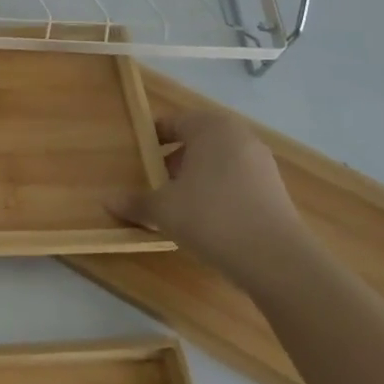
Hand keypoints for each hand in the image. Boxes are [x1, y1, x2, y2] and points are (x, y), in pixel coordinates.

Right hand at [107, 110, 311, 291]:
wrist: (277, 260)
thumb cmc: (211, 216)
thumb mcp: (163, 209)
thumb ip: (134, 202)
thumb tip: (106, 201)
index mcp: (210, 127)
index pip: (173, 122)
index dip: (151, 139)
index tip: (136, 157)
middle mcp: (239, 136)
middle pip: (197, 141)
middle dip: (174, 159)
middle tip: (154, 181)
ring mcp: (262, 163)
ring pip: (218, 162)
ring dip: (196, 178)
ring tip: (178, 204)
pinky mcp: (276, 191)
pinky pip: (237, 182)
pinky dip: (218, 193)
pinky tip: (207, 220)